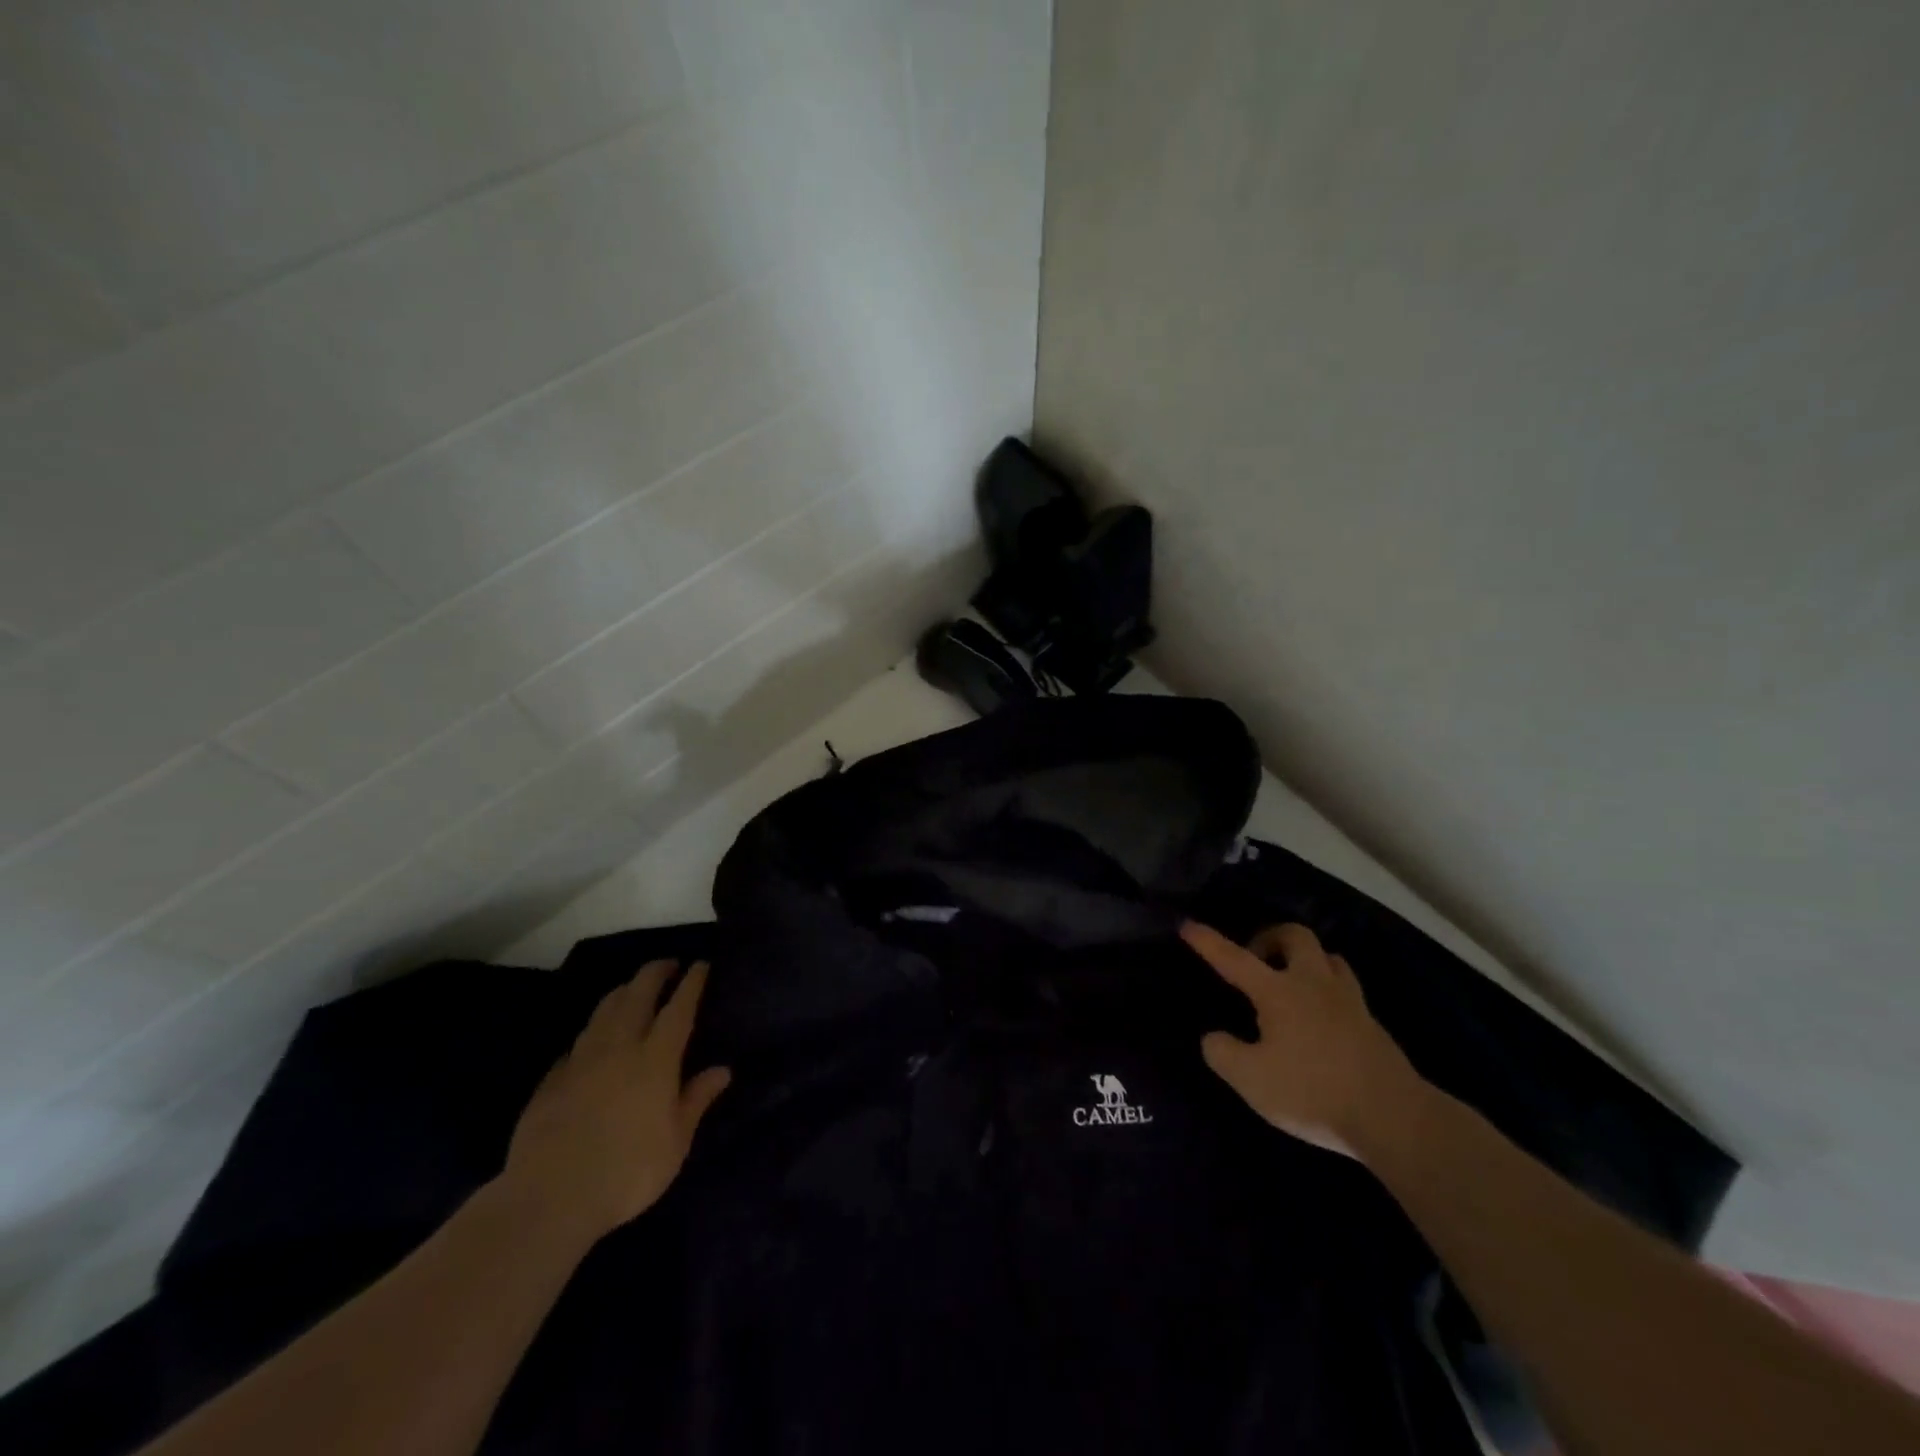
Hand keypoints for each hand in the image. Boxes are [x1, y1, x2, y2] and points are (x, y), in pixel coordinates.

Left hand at [500, 960, 730, 1245]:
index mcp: (655, 1058)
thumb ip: (697, 1099)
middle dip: (655, 973)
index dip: (692, 983)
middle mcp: (619, 1047)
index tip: (700, 964)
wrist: (549, 1199)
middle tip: (668, 964)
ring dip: (623, 992)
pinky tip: (594, 1038)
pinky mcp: (551, 1080)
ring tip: (633, 988)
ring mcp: (580, 1060)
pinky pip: (578, 1041)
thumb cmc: (627, 1171)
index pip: (678, 1008)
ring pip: (604, 1010)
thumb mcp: (676, 1142)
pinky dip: (593, 1029)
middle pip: (637, 994)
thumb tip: (722, 1069)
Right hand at [1184, 921, 1425, 1159]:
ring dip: (1305, 960)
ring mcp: (1349, 1001)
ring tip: (1291, 983)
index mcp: (1278, 992)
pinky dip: (1328, 990)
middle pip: (1295, 936)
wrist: (1394, 1118)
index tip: (1188, 925)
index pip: (1234, 958)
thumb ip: (1223, 1053)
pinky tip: (1321, 1017)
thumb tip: (1214, 1037)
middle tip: (1257, 961)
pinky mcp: (1372, 1025)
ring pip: (1328, 958)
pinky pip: (1346, 989)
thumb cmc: (1312, 1092)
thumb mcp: (1250, 1079)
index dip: (1208, 942)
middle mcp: (1313, 984)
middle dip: (1271, 937)